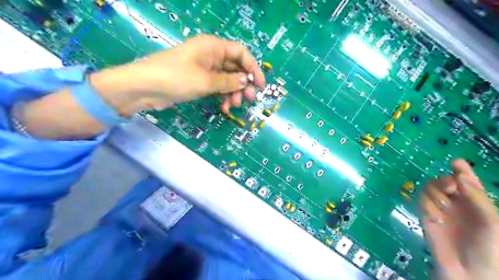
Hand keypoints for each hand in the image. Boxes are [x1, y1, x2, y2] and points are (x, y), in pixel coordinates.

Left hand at [118, 35, 263, 113]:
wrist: (145, 88)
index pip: (241, 53)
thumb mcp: (207, 81)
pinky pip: (217, 86)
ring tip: (233, 106)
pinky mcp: (199, 80)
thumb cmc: (177, 78)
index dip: (253, 68)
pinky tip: (224, 107)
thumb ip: (229, 81)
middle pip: (235, 67)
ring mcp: (205, 68)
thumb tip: (247, 81)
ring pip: (227, 79)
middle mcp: (211, 55)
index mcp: (213, 47)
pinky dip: (222, 96)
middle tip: (248, 99)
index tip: (260, 85)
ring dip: (233, 93)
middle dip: (243, 83)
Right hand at [421, 160, 498, 279]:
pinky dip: (427, 205)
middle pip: (444, 180)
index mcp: (476, 202)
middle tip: (450, 189)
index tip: (456, 162)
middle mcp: (457, 202)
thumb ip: (476, 197)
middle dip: (445, 181)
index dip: (462, 170)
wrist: (468, 271)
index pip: (467, 181)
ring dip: (435, 193)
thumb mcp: (492, 222)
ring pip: (429, 187)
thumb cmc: (489, 248)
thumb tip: (459, 175)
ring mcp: (440, 208)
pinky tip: (436, 218)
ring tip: (444, 207)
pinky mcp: (426, 214)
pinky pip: (421, 200)